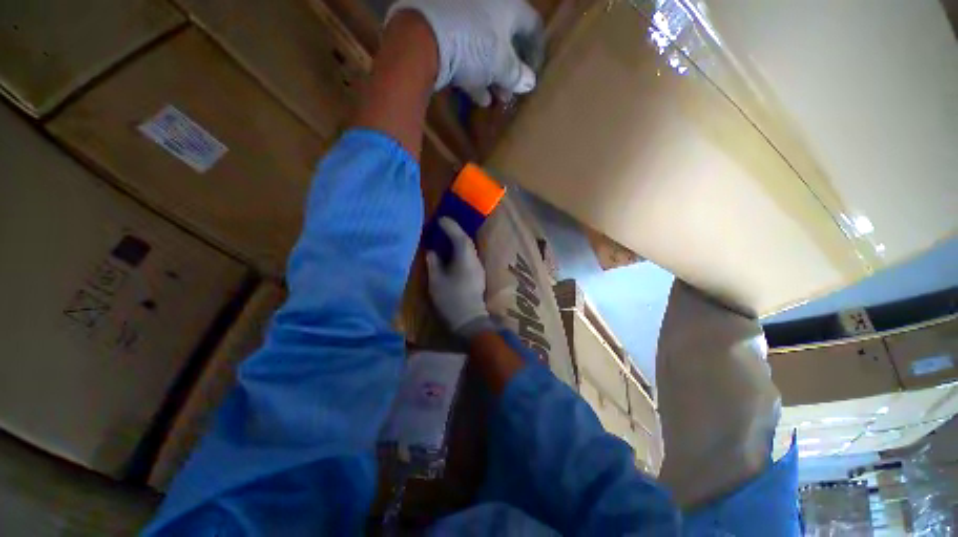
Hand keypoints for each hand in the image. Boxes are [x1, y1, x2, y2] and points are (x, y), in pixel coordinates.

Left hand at [386, 0, 541, 105]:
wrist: (423, 37)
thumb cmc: (474, 46)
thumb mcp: (501, 64)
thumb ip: (517, 75)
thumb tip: (529, 82)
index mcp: (508, 5)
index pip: (532, 25)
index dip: (536, 51)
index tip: (534, 73)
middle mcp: (488, 5)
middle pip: (506, 39)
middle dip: (510, 70)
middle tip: (511, 92)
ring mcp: (465, 17)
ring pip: (485, 48)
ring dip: (493, 76)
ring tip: (497, 99)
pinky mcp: (446, 30)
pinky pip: (466, 53)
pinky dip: (474, 74)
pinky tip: (478, 96)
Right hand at [426, 218, 492, 336]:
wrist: (470, 320)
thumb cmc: (451, 300)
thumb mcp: (436, 282)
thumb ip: (433, 263)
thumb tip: (432, 252)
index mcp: (465, 259)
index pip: (459, 237)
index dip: (450, 226)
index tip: (440, 219)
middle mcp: (475, 260)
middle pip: (467, 241)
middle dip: (455, 231)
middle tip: (442, 226)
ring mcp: (479, 268)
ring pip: (470, 248)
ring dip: (459, 240)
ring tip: (446, 237)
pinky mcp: (479, 275)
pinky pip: (470, 256)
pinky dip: (462, 250)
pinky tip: (454, 253)